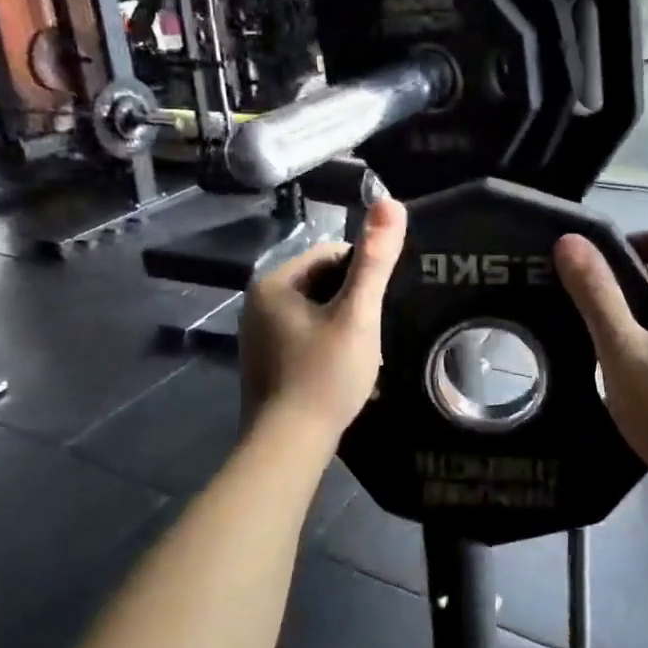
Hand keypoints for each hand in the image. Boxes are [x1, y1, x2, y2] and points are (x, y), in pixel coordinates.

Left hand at [239, 196, 407, 442]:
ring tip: (361, 354)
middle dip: (352, 302)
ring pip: (315, 312)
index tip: (379, 304)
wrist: (288, 445)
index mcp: (274, 282)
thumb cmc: (325, 374)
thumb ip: (375, 260)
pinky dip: (326, 345)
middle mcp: (257, 302)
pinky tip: (340, 370)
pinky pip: (303, 336)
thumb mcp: (357, 315)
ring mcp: (257, 334)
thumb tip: (391, 202)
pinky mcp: (263, 361)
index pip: (330, 254)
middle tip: (372, 334)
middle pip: (321, 283)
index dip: (363, 273)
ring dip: (342, 325)